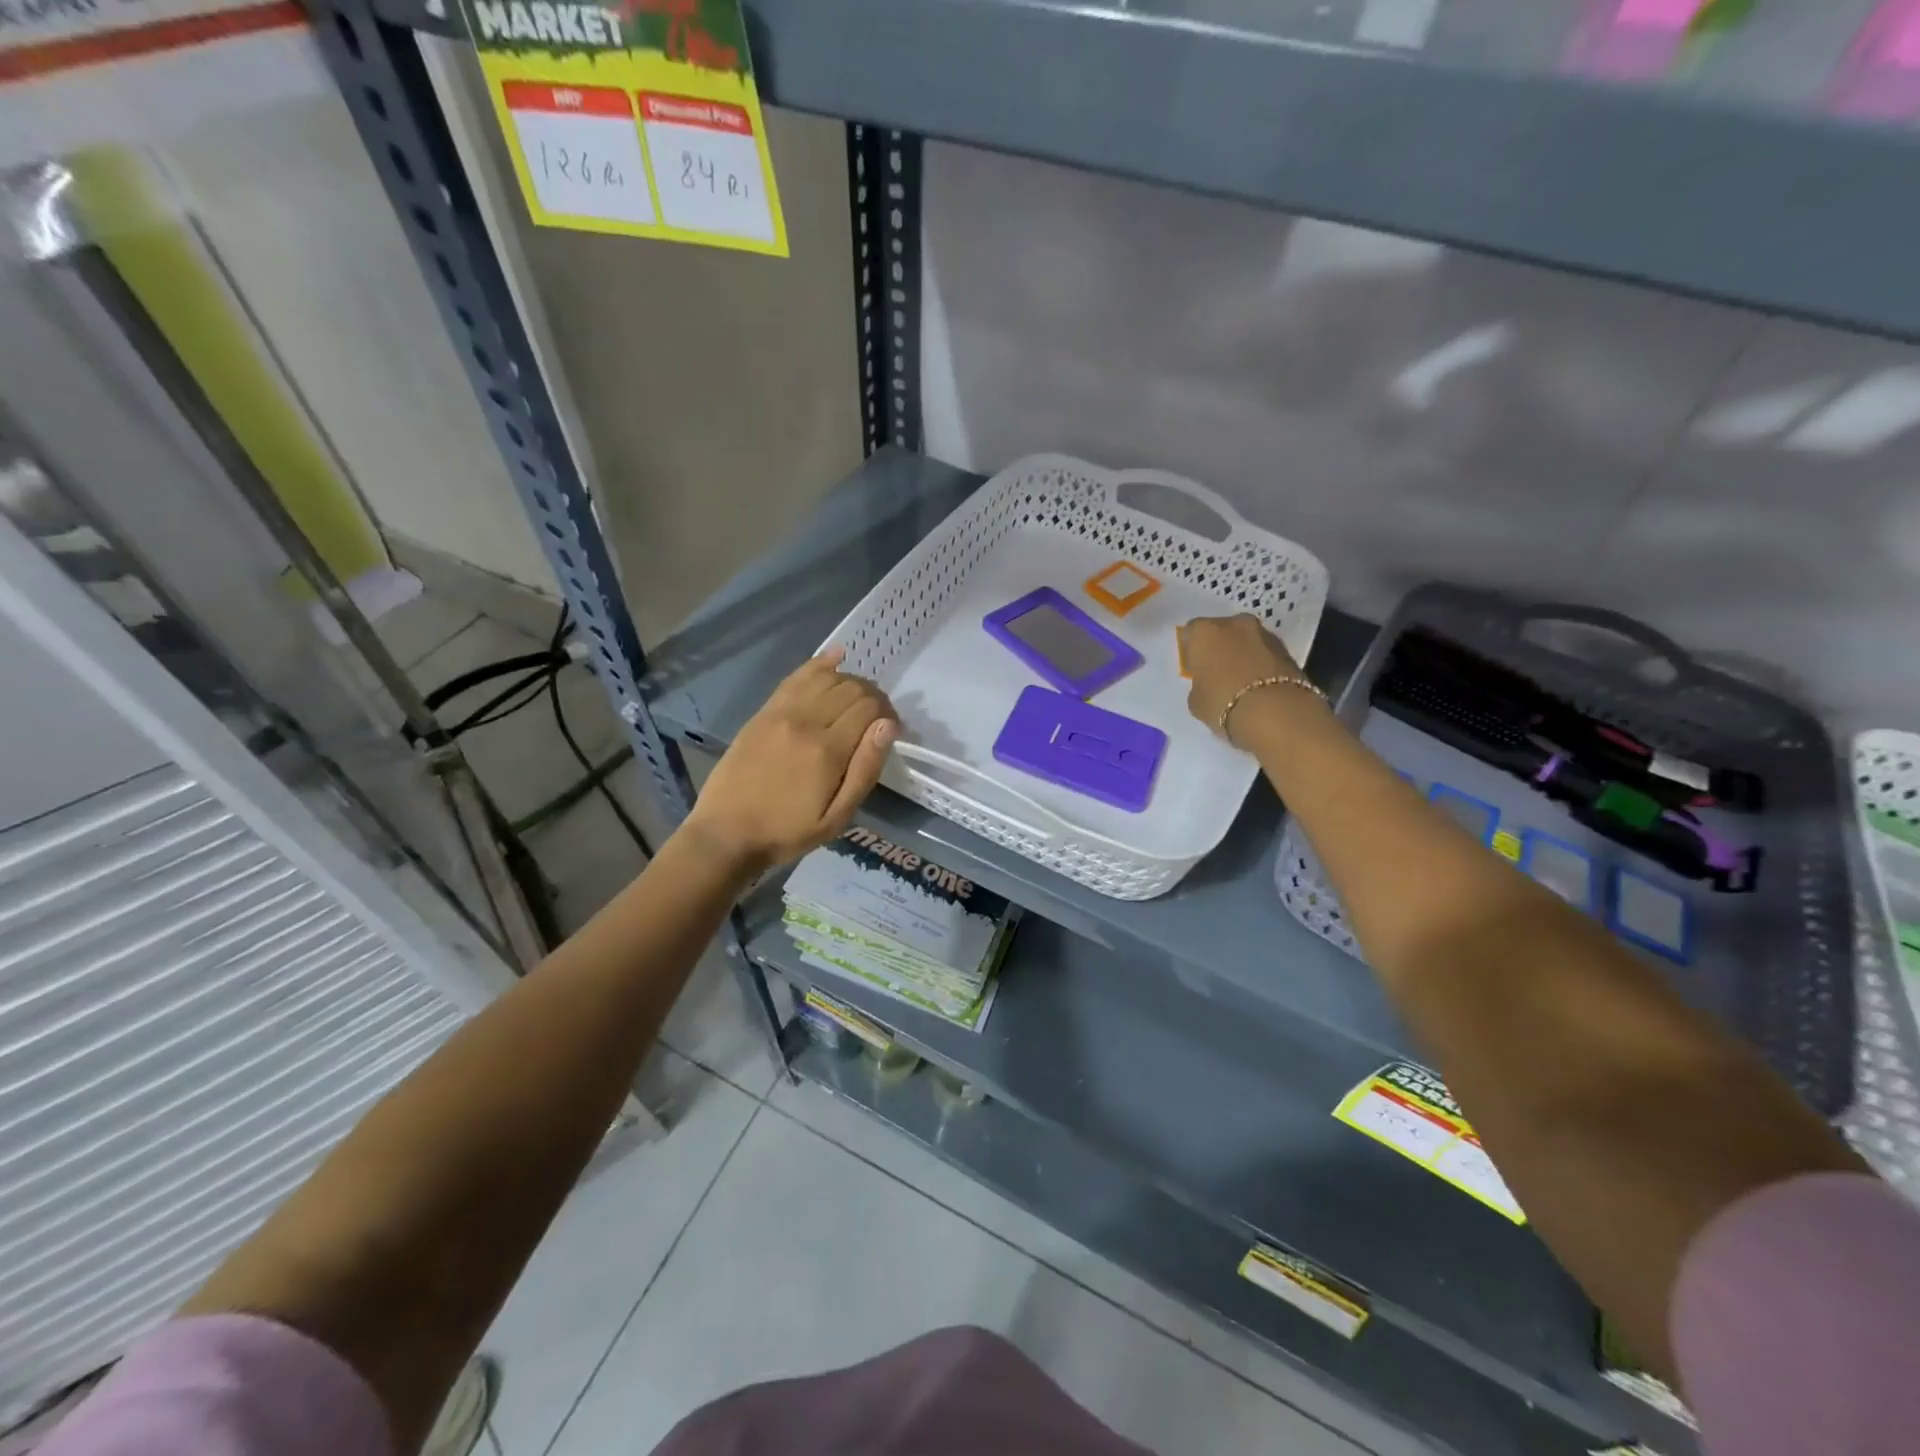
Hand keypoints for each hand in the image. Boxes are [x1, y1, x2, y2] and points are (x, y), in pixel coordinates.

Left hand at [683, 647, 897, 873]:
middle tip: (877, 717)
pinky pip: (796, 677)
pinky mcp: (764, 712)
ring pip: (827, 677)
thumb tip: (887, 726)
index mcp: (828, 750)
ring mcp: (781, 712)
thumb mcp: (837, 817)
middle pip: (851, 688)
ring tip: (857, 699)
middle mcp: (805, 721)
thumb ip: (865, 769)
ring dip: (850, 681)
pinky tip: (836, 657)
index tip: (892, 729)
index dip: (888, 713)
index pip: (869, 708)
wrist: (726, 833)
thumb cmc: (787, 832)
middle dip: (873, 696)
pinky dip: (819, 664)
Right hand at [1180, 613, 1305, 743]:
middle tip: (1218, 672)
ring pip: (1247, 641)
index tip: (1194, 667)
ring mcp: (1264, 633)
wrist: (1276, 713)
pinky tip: (1259, 686)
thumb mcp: (1195, 701)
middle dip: (1220, 647)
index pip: (1191, 632)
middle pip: (1222, 631)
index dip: (1192, 650)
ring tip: (1241, 682)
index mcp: (1205, 632)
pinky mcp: (1287, 649)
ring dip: (1243, 654)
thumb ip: (1198, 684)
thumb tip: (1207, 683)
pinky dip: (1262, 664)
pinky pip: (1266, 653)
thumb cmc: (1223, 703)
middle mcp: (1234, 624)